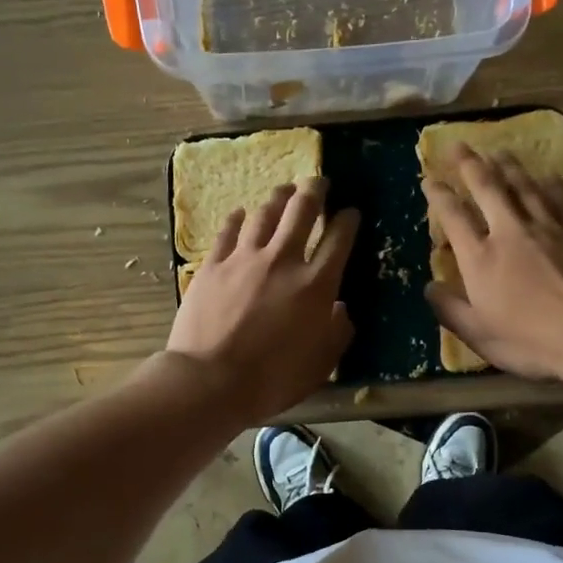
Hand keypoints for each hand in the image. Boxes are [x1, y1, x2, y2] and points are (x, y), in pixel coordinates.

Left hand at [167, 179, 358, 423]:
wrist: (210, 381)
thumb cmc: (272, 380)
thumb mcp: (320, 365)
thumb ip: (337, 333)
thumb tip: (340, 309)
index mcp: (316, 285)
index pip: (339, 240)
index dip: (348, 221)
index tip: (351, 212)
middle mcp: (283, 260)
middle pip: (302, 211)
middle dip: (315, 191)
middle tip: (319, 182)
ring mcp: (244, 259)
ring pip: (265, 214)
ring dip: (278, 198)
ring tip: (284, 190)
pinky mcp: (212, 265)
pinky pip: (228, 231)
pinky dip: (237, 218)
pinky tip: (240, 213)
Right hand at [423, 146, 562, 382]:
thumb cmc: (530, 341)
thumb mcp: (479, 335)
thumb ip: (450, 309)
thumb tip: (429, 287)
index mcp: (480, 258)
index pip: (453, 217)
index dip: (439, 195)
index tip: (429, 180)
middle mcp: (510, 232)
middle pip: (487, 187)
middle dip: (469, 164)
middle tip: (459, 145)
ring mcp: (547, 227)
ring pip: (523, 185)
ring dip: (507, 165)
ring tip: (497, 151)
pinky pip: (559, 197)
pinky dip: (548, 182)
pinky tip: (545, 174)